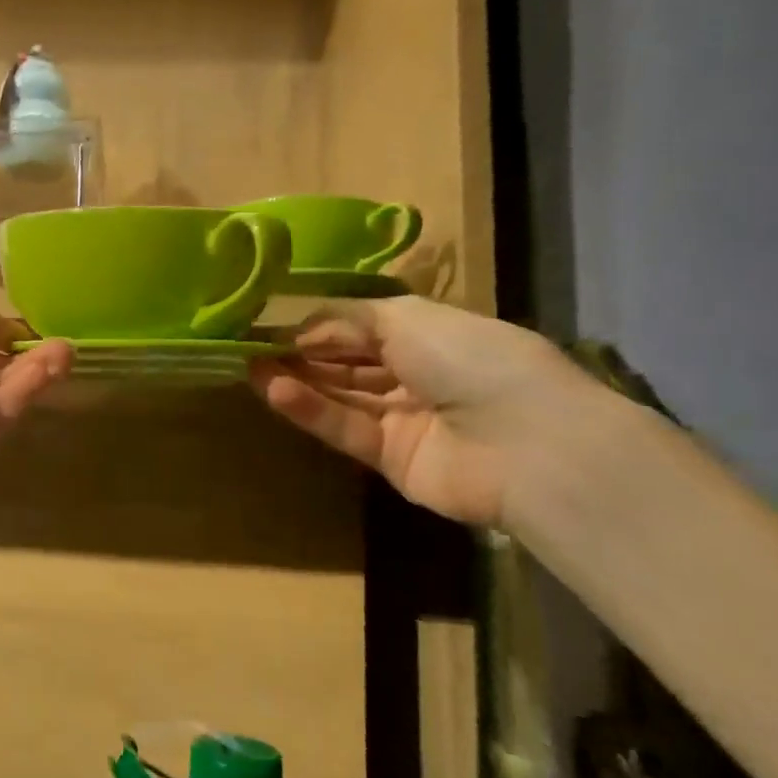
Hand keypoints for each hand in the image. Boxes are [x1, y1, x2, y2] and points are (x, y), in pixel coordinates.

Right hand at [250, 296, 586, 526]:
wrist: (528, 443)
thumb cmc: (473, 359)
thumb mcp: (408, 318)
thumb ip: (349, 319)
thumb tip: (304, 326)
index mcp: (431, 336)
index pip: (362, 328)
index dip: (318, 325)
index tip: (271, 322)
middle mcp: (417, 375)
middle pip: (347, 363)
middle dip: (301, 353)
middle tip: (249, 346)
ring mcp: (404, 420)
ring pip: (341, 396)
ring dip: (297, 380)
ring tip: (249, 366)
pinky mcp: (391, 460)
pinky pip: (346, 428)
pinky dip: (310, 410)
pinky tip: (273, 391)